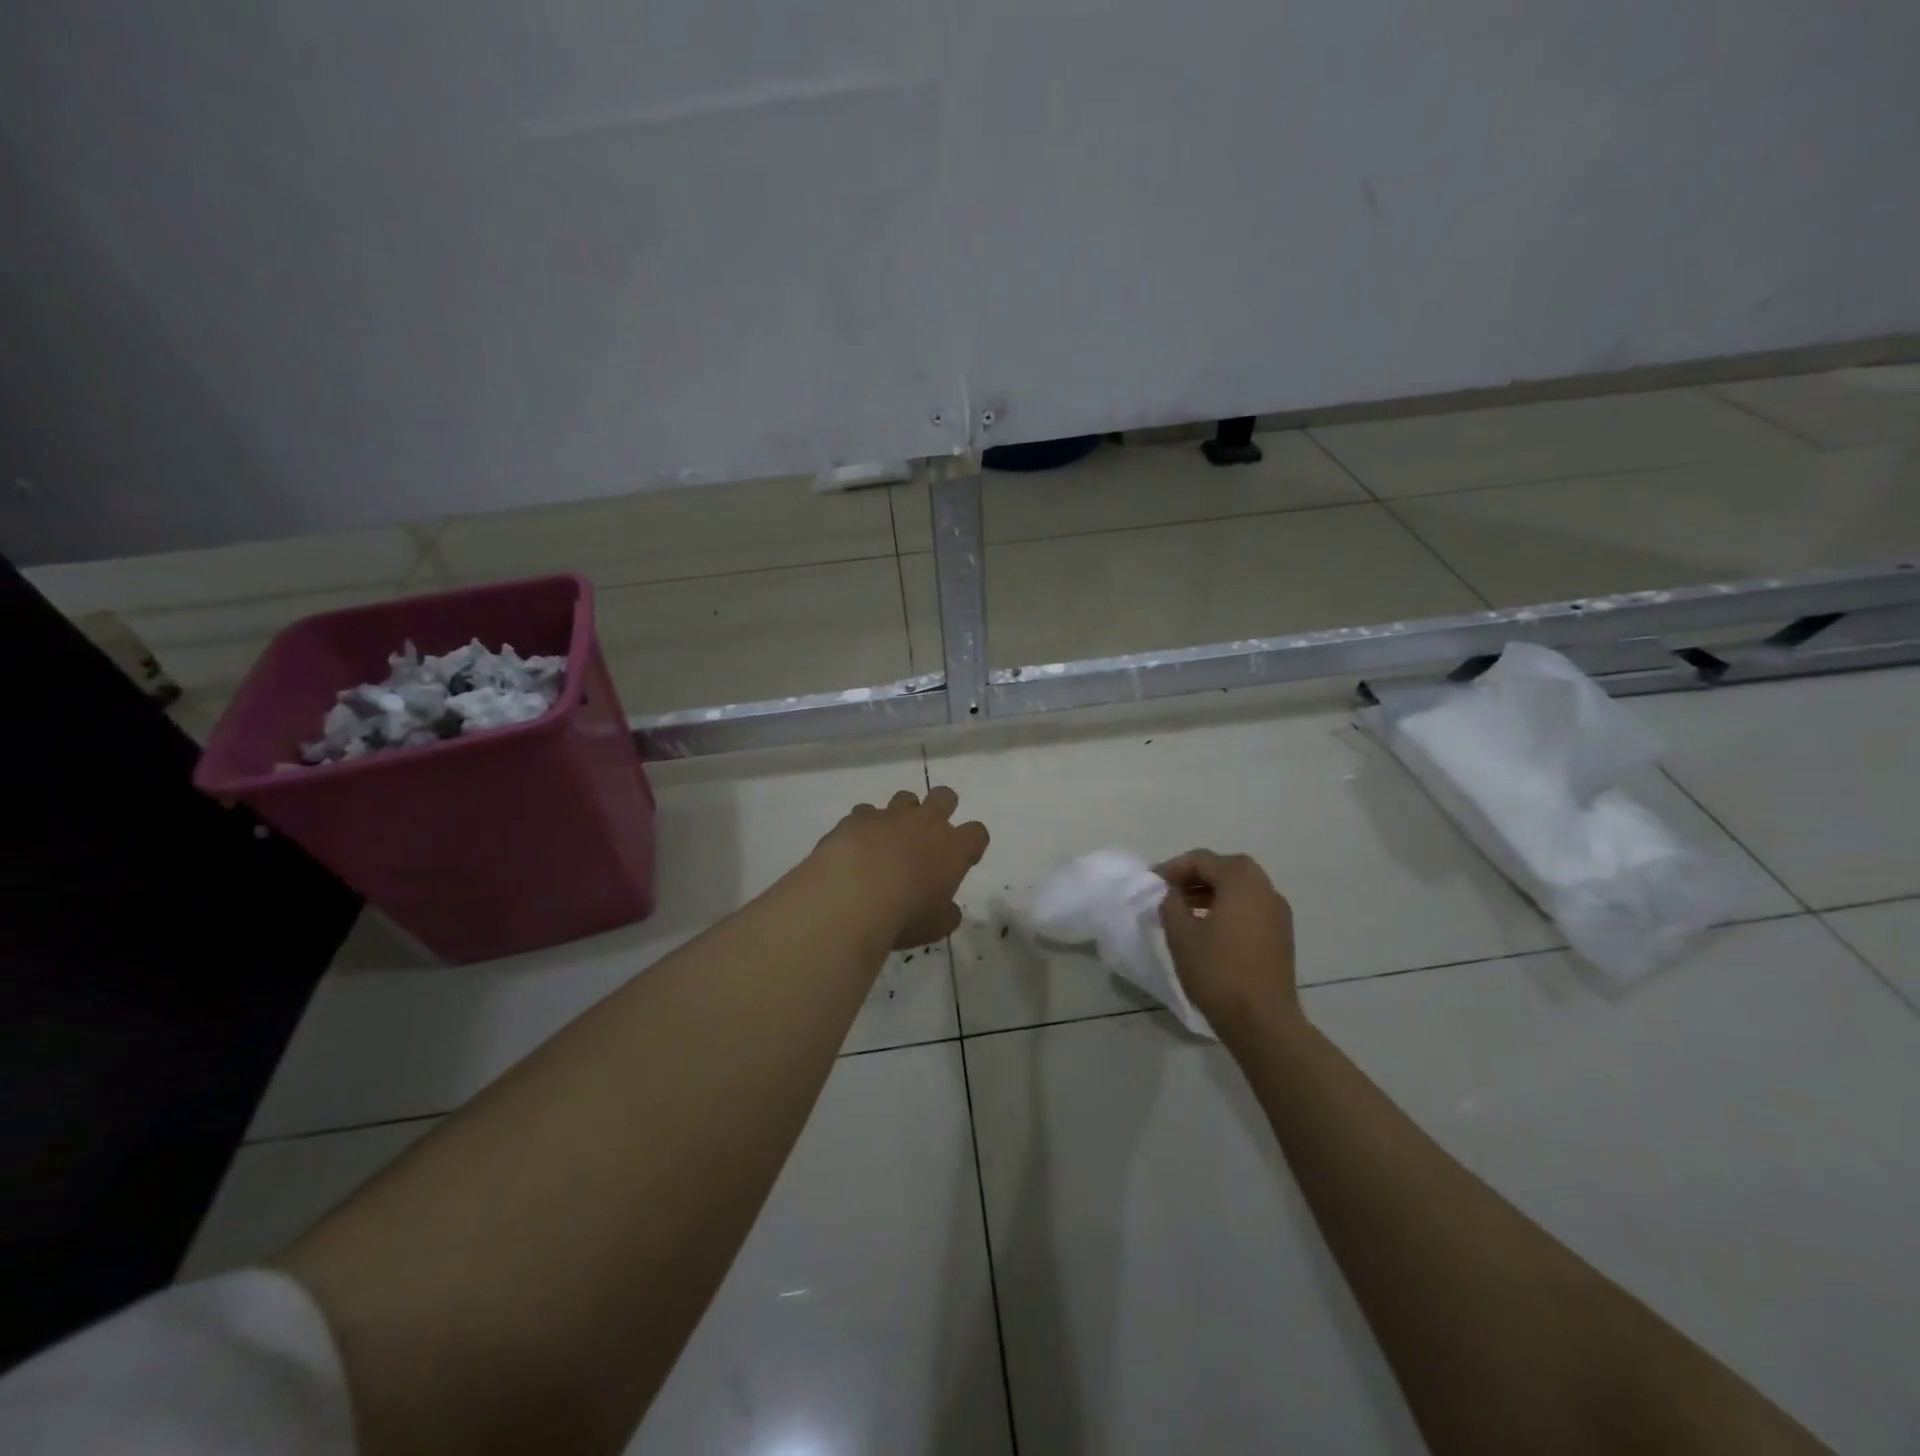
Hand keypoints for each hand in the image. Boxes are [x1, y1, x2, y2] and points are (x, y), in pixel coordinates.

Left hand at [814, 786, 989, 948]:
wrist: (852, 897)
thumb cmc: (905, 916)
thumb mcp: (935, 927)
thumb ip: (946, 914)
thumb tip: (949, 911)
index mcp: (953, 848)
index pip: (977, 833)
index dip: (972, 843)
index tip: (963, 858)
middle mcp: (925, 823)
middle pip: (944, 796)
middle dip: (942, 808)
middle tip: (930, 833)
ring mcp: (889, 816)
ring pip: (904, 798)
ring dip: (901, 815)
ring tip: (889, 840)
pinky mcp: (857, 818)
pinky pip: (865, 813)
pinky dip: (864, 827)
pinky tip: (856, 846)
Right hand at [1156, 849, 1298, 1028]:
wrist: (1262, 1021)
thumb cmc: (1218, 971)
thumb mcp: (1180, 934)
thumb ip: (1171, 903)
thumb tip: (1174, 895)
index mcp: (1242, 881)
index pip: (1203, 860)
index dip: (1173, 868)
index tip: (1152, 882)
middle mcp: (1266, 889)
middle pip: (1225, 869)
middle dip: (1195, 876)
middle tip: (1169, 891)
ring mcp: (1278, 913)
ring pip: (1240, 889)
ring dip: (1211, 892)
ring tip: (1184, 910)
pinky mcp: (1281, 936)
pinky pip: (1250, 908)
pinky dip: (1228, 908)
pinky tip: (1208, 929)